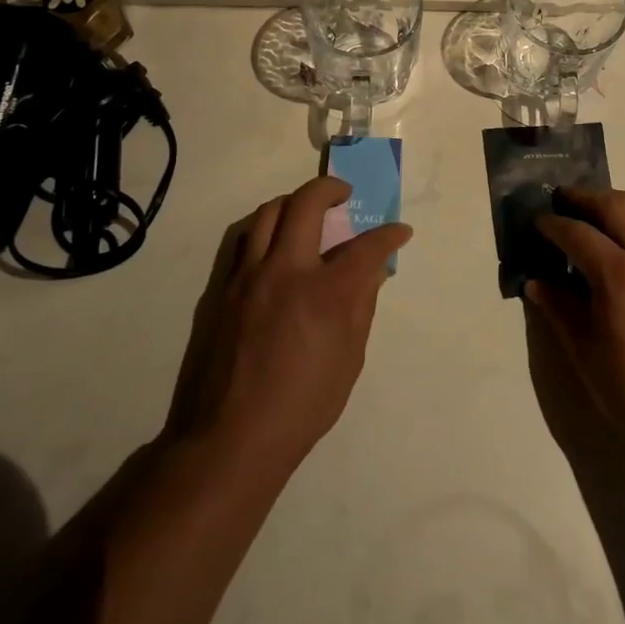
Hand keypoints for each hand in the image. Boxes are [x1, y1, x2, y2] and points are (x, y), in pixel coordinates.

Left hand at [172, 176, 411, 480]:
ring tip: (308, 213)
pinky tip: (277, 245)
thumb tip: (370, 273)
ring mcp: (250, 275)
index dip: (389, 235)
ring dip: (294, 202)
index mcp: (326, 292)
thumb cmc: (303, 404)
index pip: (366, 246)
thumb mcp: (349, 358)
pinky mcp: (225, 286)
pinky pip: (246, 239)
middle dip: (332, 188)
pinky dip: (267, 229)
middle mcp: (287, 270)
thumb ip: (361, 306)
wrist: (234, 435)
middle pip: (307, 203)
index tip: (399, 232)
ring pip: (269, 211)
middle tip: (345, 195)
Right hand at [525, 189, 624, 462]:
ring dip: (622, 200)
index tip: (538, 222)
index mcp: (620, 277)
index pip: (578, 234)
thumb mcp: (585, 352)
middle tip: (564, 199)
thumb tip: (535, 282)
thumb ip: (559, 309)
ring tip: (603, 206)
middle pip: (615, 207)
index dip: (553, 225)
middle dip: (585, 198)